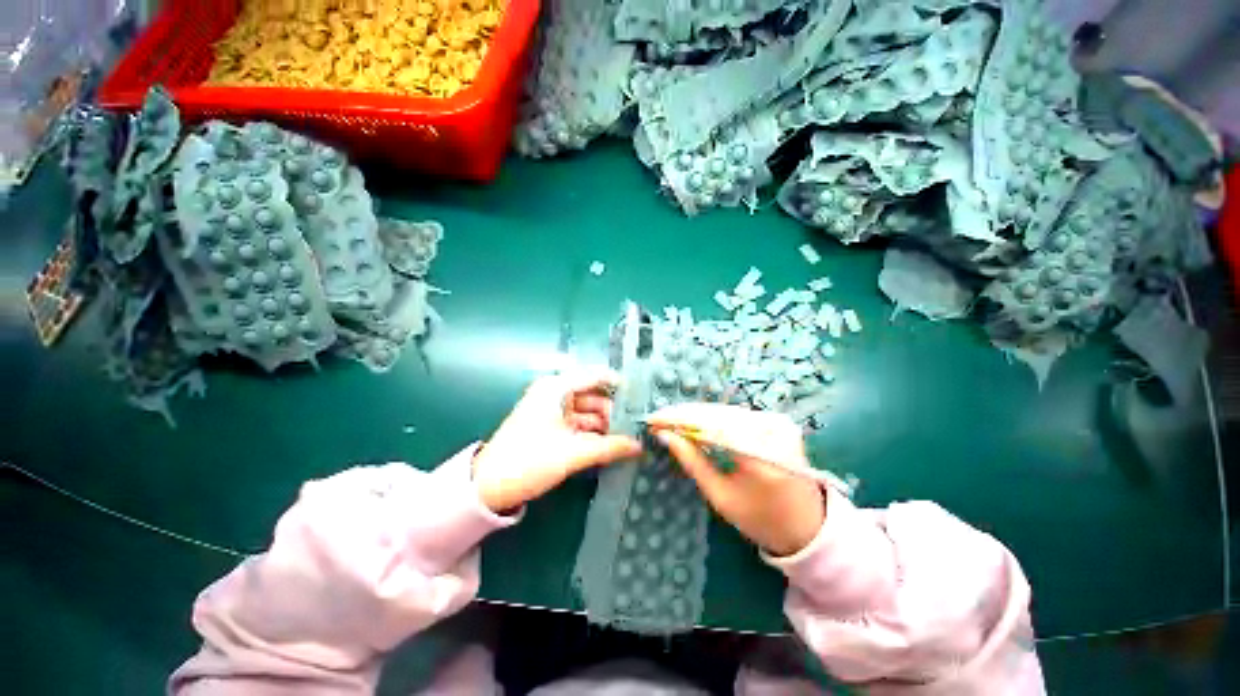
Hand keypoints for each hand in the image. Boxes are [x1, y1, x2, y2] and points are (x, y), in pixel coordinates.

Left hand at [473, 368, 642, 512]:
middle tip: (644, 430)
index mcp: (556, 388)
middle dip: (617, 413)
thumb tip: (639, 445)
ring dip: (607, 428)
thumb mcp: (573, 454)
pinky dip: (594, 437)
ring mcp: (550, 413)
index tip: (647, 401)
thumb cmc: (530, 460)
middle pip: (594, 396)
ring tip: (634, 442)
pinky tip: (613, 449)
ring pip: (588, 414)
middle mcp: (554, 395)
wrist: (491, 485)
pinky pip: (578, 427)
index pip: (597, 376)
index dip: (622, 387)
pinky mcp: (548, 431)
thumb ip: (610, 447)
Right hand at [647, 403, 825, 556]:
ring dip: (701, 415)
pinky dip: (719, 419)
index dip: (680, 419)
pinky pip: (743, 417)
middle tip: (658, 419)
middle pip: (721, 414)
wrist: (804, 524)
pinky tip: (698, 424)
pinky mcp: (782, 423)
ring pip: (731, 412)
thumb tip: (665, 435)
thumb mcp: (721, 496)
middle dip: (687, 415)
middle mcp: (774, 430)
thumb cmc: (760, 519)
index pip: (713, 425)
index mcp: (760, 455)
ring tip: (672, 421)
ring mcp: (781, 423)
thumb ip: (694, 463)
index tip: (653, 419)